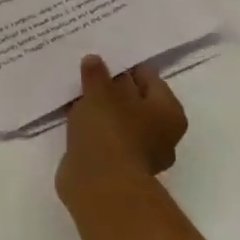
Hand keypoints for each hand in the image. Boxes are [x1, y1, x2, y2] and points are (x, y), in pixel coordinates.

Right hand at [56, 54, 187, 206]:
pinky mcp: (116, 165)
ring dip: (99, 108)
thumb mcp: (100, 92)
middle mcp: (161, 132)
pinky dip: (92, 128)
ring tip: (75, 91)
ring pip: (117, 119)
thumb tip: (94, 60)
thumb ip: (97, 74)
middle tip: (86, 71)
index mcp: (168, 111)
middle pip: (134, 99)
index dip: (126, 64)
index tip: (103, 55)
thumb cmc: (110, 131)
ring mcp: (139, 152)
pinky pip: (103, 136)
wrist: (99, 184)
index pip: (149, 77)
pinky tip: (72, 116)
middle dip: (112, 87)